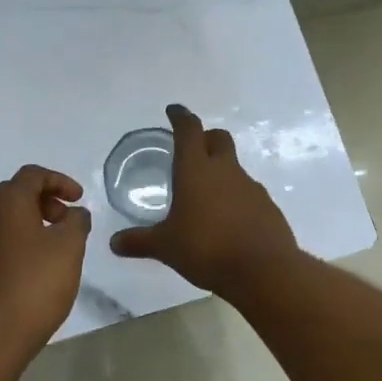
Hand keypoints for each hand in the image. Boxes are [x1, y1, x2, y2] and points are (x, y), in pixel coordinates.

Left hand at [0, 165, 92, 355]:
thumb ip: (76, 223)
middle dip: (44, 202)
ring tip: (52, 249)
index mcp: (6, 203)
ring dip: (29, 225)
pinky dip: (15, 246)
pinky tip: (30, 272)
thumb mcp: (69, 249)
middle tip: (66, 222)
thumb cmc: (34, 285)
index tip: (78, 199)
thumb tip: (74, 213)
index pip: (32, 175)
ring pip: (2, 222)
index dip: (59, 181)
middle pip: (14, 195)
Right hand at [109, 104, 298, 294]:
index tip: (174, 110)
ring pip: (234, 167)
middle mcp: (225, 170)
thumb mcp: (166, 247)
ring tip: (206, 196)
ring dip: (221, 172)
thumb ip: (139, 241)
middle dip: (205, 138)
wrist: (264, 270)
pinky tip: (228, 220)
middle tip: (192, 150)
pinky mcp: (267, 207)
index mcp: (196, 170)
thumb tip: (114, 243)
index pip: (188, 130)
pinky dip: (236, 198)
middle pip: (218, 138)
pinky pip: (248, 193)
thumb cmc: (207, 248)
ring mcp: (251, 187)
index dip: (180, 117)